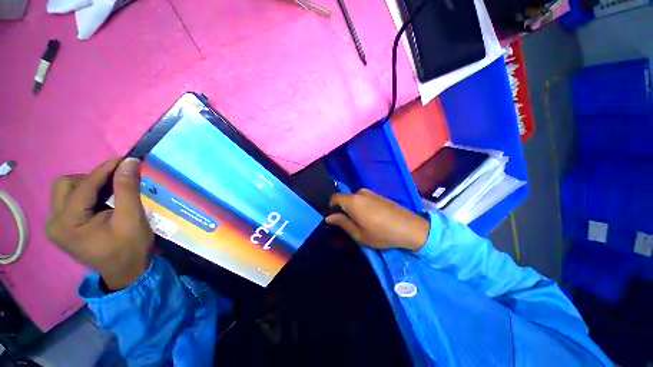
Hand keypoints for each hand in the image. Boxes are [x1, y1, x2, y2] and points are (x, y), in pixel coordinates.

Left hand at [47, 158, 153, 290]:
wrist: (126, 271)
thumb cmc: (130, 247)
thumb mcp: (132, 218)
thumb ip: (127, 189)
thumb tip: (129, 162)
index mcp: (67, 224)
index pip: (83, 186)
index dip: (104, 170)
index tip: (125, 159)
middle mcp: (54, 223)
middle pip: (65, 185)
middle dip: (91, 179)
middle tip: (115, 183)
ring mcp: (56, 225)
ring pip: (65, 190)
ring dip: (88, 186)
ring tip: (111, 193)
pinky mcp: (62, 227)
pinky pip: (69, 200)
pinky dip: (87, 195)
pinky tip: (103, 201)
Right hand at [326, 189, 429, 250]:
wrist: (410, 228)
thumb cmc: (381, 233)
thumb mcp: (358, 234)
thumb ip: (342, 223)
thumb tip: (328, 217)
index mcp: (352, 201)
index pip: (334, 197)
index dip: (331, 207)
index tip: (335, 219)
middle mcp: (360, 192)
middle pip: (344, 198)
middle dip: (343, 209)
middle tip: (349, 223)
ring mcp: (370, 192)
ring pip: (354, 198)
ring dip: (353, 208)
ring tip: (362, 221)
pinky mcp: (378, 194)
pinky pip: (363, 198)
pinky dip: (361, 206)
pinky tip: (371, 217)